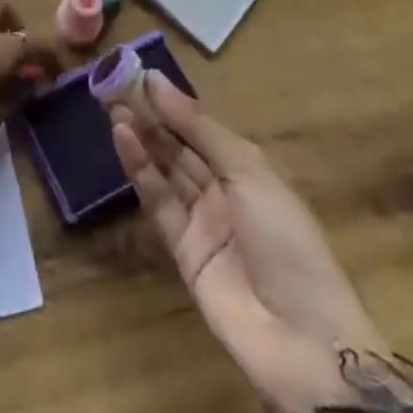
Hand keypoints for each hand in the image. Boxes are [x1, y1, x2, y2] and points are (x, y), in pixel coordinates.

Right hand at [111, 71, 383, 412]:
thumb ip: (198, 127)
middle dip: (151, 117)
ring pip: (166, 170)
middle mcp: (225, 190)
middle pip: (181, 147)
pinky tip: (123, 139)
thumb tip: (156, 81)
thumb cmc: (286, 238)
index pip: (204, 127)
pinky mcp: (181, 250)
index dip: (174, 103)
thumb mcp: (248, 170)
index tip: (140, 74)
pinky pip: (158, 202)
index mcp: (250, 169)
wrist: (300, 338)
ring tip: (112, 107)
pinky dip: (140, 170)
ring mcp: (203, 222)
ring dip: (141, 139)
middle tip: (116, 86)